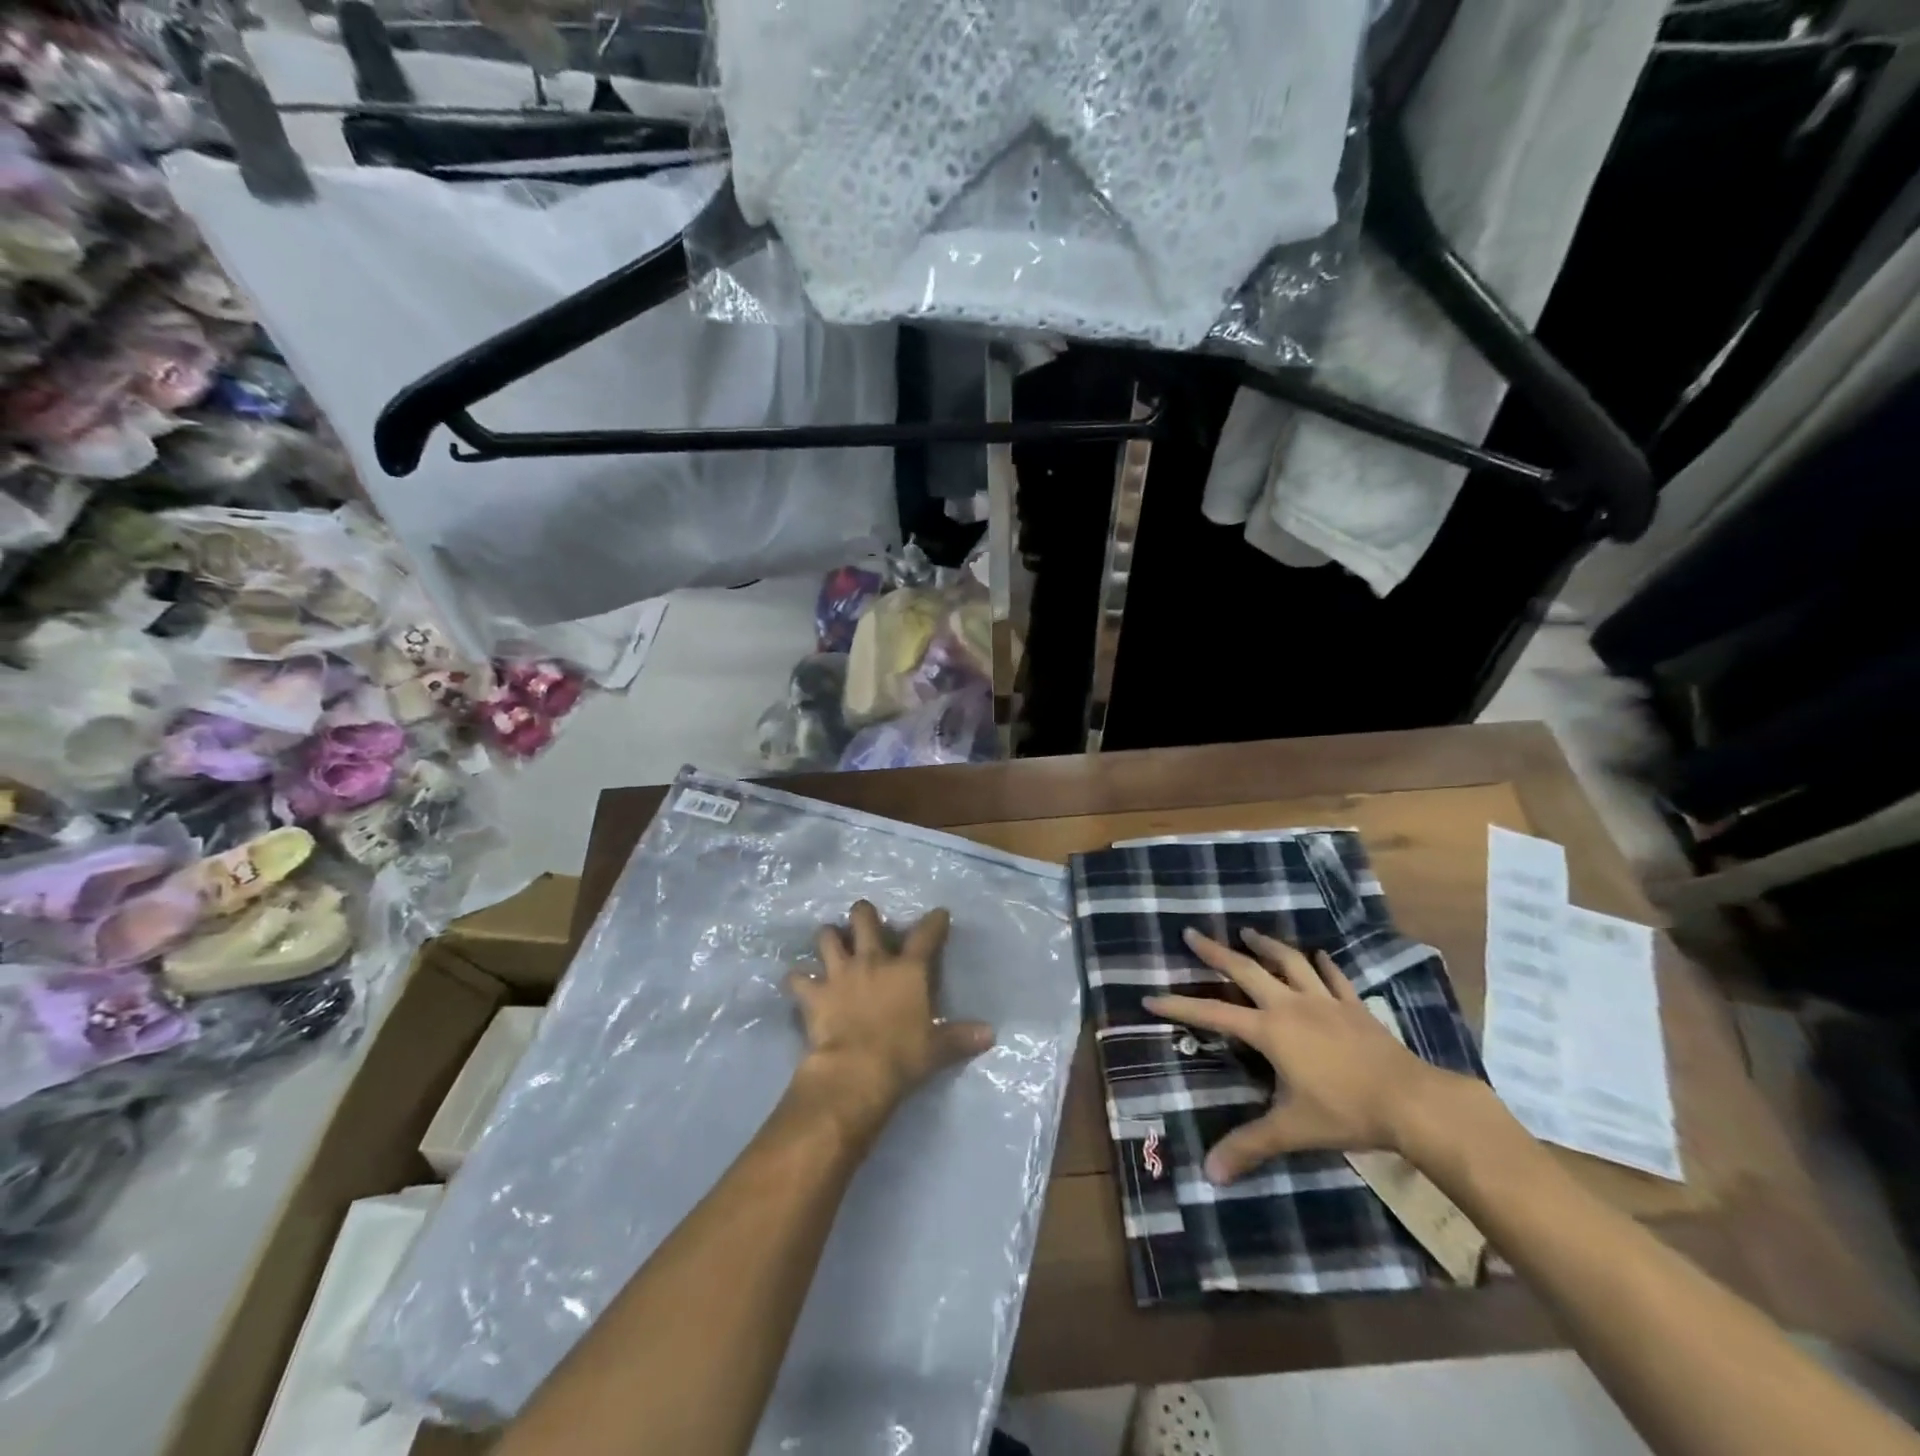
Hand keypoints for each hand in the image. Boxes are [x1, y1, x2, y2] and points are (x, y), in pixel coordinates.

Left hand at [784, 901, 993, 1137]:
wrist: (856, 1071)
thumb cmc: (903, 1056)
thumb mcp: (937, 1048)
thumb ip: (961, 1037)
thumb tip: (990, 1034)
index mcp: (908, 969)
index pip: (926, 935)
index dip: (934, 921)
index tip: (939, 914)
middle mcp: (873, 961)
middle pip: (864, 919)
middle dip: (863, 914)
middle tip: (864, 918)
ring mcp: (840, 973)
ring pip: (827, 937)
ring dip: (828, 937)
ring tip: (830, 941)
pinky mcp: (814, 993)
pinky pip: (797, 978)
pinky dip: (798, 979)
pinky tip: (799, 983)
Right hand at [1145, 927, 1464, 1182]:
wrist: (1412, 1101)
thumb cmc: (1346, 1112)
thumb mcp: (1292, 1130)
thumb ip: (1250, 1145)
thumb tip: (1210, 1174)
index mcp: (1270, 1030)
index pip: (1214, 1014)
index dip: (1180, 1006)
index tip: (1150, 996)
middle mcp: (1291, 1005)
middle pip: (1246, 969)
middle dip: (1216, 952)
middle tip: (1192, 934)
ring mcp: (1325, 1001)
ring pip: (1289, 962)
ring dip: (1266, 945)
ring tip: (1248, 932)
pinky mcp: (1354, 1006)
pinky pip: (1334, 977)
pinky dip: (1323, 964)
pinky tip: (1318, 954)